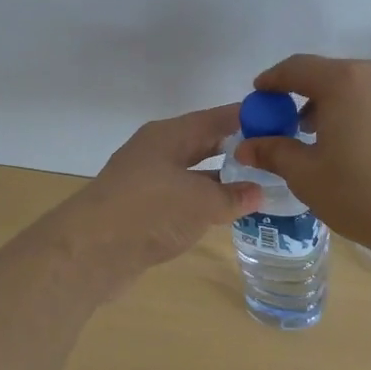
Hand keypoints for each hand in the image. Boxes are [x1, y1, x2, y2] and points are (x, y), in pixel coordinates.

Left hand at [51, 104, 261, 294]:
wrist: (90, 252)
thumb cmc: (150, 211)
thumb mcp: (201, 201)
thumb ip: (232, 196)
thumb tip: (258, 192)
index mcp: (169, 136)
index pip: (216, 118)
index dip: (248, 118)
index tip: (280, 121)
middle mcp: (156, 152)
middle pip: (203, 143)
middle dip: (236, 149)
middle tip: (274, 155)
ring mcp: (146, 182)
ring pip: (193, 173)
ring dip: (222, 180)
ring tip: (259, 186)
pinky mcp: (141, 212)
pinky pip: (182, 199)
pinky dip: (204, 203)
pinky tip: (225, 214)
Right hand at [232, 54, 370, 254]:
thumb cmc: (364, 195)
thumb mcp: (308, 176)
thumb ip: (274, 151)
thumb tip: (245, 145)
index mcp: (346, 80)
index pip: (297, 68)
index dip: (273, 81)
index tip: (260, 95)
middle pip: (334, 75)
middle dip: (310, 97)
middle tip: (295, 127)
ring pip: (365, 86)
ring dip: (343, 105)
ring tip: (333, 140)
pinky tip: (367, 144)